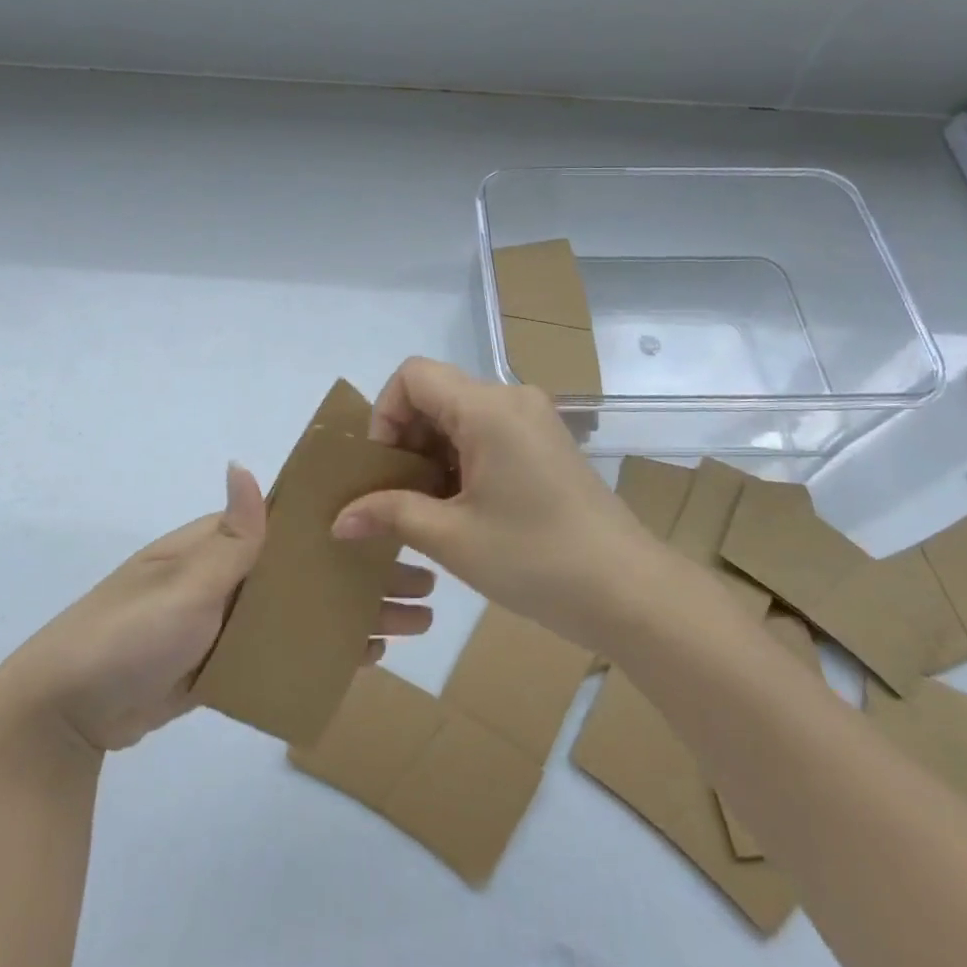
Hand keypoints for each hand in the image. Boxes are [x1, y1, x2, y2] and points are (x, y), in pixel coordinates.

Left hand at [0, 464, 437, 756]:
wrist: (64, 711)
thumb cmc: (126, 635)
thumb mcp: (182, 586)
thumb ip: (228, 537)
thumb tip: (247, 467)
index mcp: (220, 545)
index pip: (296, 525)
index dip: (347, 525)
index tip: (399, 527)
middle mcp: (231, 575)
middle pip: (312, 569)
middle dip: (367, 576)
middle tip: (428, 587)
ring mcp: (230, 620)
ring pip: (307, 610)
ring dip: (357, 614)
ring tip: (415, 623)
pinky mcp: (226, 661)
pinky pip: (287, 648)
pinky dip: (326, 648)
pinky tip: (365, 656)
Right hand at [332, 358, 661, 650]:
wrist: (628, 592)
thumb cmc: (535, 558)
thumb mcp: (452, 537)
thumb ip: (389, 514)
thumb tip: (338, 519)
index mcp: (488, 408)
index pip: (413, 375)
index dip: (385, 413)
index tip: (384, 467)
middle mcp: (512, 399)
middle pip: (436, 393)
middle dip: (406, 438)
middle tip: (397, 494)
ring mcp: (533, 420)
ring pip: (459, 415)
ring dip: (432, 453)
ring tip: (425, 507)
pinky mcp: (545, 444)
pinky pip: (487, 433)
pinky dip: (461, 459)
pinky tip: (460, 507)